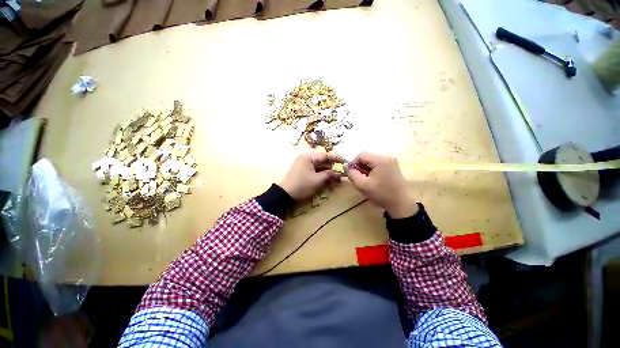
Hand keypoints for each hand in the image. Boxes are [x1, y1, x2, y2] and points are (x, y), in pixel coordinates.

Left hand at [280, 152, 342, 200]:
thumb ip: (329, 175)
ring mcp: (302, 162)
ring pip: (318, 165)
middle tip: (338, 175)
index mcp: (309, 157)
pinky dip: (319, 173)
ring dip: (326, 171)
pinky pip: (313, 168)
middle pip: (322, 160)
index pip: (326, 155)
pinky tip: (324, 179)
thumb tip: (340, 174)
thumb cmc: (302, 186)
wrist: (285, 194)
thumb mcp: (317, 181)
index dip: (336, 159)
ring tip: (333, 179)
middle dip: (331, 167)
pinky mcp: (301, 168)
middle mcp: (305, 157)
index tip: (345, 163)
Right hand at [346, 152, 417, 217]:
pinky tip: (373, 179)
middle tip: (358, 178)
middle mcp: (387, 157)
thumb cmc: (381, 194)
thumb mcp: (362, 185)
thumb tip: (345, 166)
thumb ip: (351, 174)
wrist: (400, 204)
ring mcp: (392, 161)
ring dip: (365, 168)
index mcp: (380, 159)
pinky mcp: (393, 166)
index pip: (361, 155)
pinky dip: (372, 170)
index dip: (353, 163)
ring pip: (372, 161)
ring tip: (365, 179)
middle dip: (360, 166)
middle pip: (367, 157)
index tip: (351, 173)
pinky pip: (378, 164)